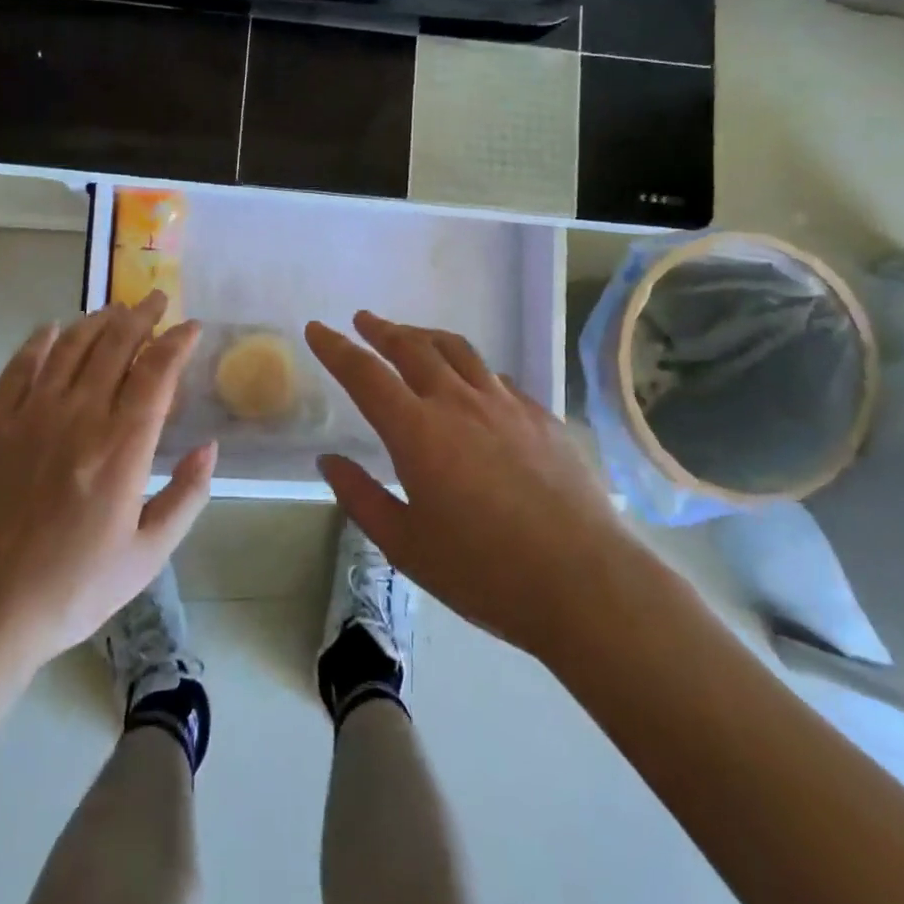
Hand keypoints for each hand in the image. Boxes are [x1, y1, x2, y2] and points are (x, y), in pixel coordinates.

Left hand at [0, 293, 215, 673]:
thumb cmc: (70, 589)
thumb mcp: (145, 557)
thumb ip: (185, 498)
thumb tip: (209, 448)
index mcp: (122, 447)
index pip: (157, 372)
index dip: (177, 342)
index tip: (191, 327)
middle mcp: (79, 417)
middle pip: (115, 346)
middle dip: (142, 316)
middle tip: (156, 299)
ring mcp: (30, 415)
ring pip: (71, 347)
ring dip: (97, 321)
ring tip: (115, 309)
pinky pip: (19, 367)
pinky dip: (40, 341)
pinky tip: (53, 329)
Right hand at [306, 311, 621, 659]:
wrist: (585, 582)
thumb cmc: (484, 571)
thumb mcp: (406, 545)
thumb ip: (361, 498)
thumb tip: (328, 462)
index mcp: (417, 431)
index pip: (365, 374)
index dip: (336, 348)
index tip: (318, 329)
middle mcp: (458, 403)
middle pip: (413, 347)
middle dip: (382, 330)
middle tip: (364, 321)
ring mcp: (505, 405)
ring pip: (458, 351)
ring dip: (426, 337)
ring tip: (411, 336)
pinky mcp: (541, 416)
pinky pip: (495, 377)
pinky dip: (470, 369)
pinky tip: (472, 384)